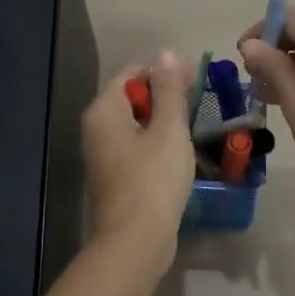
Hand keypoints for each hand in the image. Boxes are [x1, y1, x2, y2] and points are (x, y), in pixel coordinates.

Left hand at [82, 51, 195, 249]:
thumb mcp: (169, 129)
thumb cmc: (153, 179)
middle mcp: (96, 128)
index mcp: (104, 110)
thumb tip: (167, 54)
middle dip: (164, 93)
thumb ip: (169, 89)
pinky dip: (155, 141)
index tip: (196, 77)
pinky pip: (135, 146)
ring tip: (194, 121)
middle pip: (131, 97)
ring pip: (134, 123)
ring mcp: (102, 155)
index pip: (132, 73)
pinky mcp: (113, 177)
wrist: (135, 242)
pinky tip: (179, 150)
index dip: (164, 70)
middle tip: (199, 98)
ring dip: (162, 118)